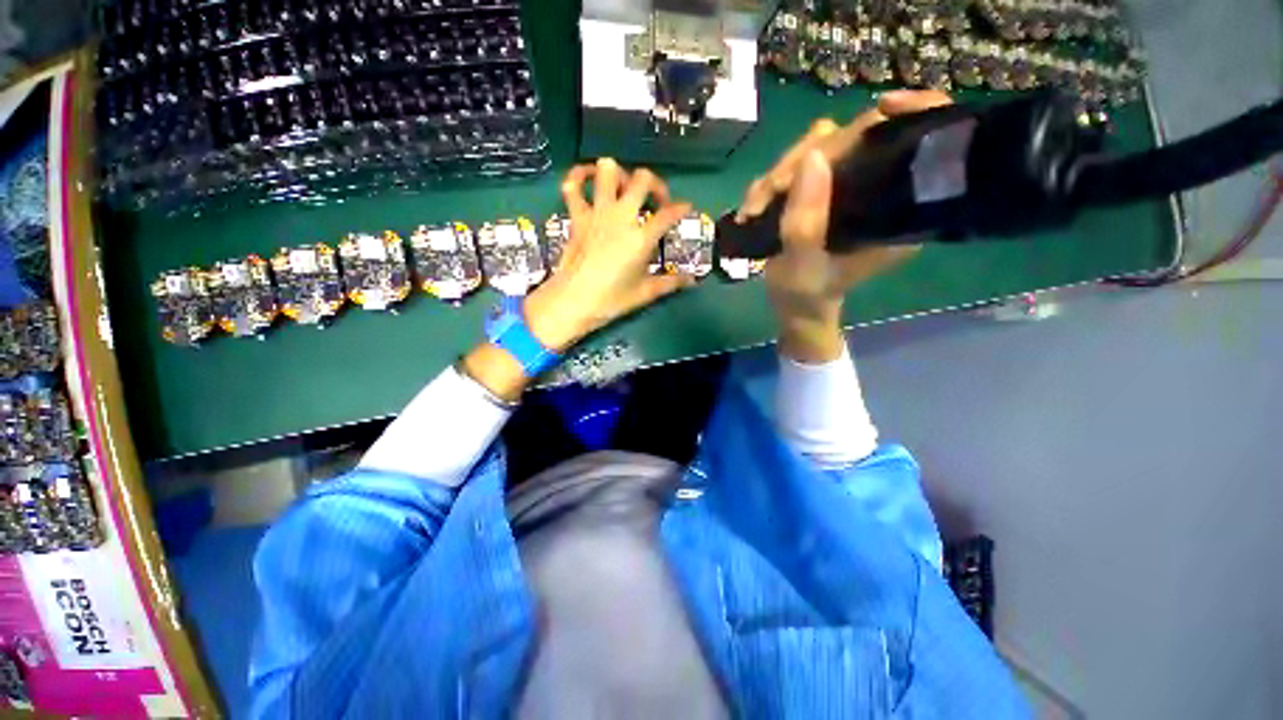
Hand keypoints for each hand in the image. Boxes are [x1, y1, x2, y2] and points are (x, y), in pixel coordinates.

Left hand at [464, 158, 693, 400]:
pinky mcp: (577, 216)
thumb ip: (671, 283)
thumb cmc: (611, 300)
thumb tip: (692, 281)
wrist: (573, 301)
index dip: (681, 208)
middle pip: (642, 179)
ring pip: (608, 170)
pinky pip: (573, 185)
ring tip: (624, 190)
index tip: (684, 208)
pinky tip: (587, 178)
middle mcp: (621, 217)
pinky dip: (579, 176)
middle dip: (654, 184)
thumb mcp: (645, 293)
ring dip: (620, 175)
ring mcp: (597, 213)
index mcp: (641, 237)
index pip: (668, 214)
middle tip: (655, 200)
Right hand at [737, 90, 952, 361]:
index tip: (882, 108)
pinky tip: (754, 208)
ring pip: (820, 147)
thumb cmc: (806, 294)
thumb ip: (806, 222)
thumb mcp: (803, 266)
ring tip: (755, 208)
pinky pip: (796, 165)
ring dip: (779, 173)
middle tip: (772, 191)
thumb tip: (812, 156)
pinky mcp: (821, 190)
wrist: (793, 305)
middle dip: (807, 158)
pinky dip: (769, 183)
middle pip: (857, 136)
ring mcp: (848, 187)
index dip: (914, 110)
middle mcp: (879, 189)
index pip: (922, 142)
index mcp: (899, 208)